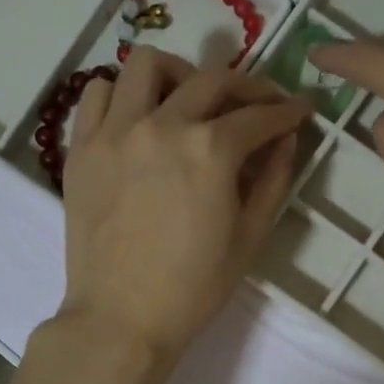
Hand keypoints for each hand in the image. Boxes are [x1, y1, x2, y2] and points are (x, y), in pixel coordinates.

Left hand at [58, 47, 308, 369]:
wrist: (122, 319)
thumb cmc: (194, 287)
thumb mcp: (250, 237)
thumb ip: (274, 179)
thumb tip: (287, 138)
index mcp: (211, 150)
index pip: (259, 115)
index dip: (288, 111)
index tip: (301, 110)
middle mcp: (163, 125)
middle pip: (212, 80)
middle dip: (248, 87)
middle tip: (259, 105)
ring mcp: (116, 131)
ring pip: (147, 64)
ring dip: (179, 74)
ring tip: (189, 100)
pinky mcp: (83, 147)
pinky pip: (99, 93)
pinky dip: (124, 94)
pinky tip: (138, 117)